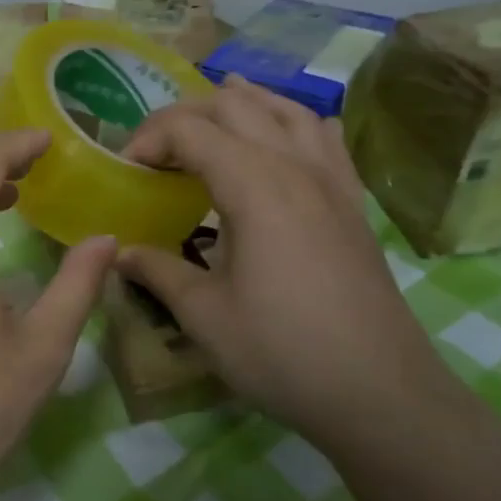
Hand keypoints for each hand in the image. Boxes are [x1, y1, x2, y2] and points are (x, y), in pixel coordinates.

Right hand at [116, 77, 461, 446]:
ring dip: (242, 104)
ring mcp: (331, 181)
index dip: (148, 138)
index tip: (125, 171)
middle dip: (185, 115)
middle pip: (234, 105)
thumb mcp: (204, 316)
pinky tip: (282, 140)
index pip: (189, 129)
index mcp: (254, 186)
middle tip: (156, 151)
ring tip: (211, 119)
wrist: (382, 396)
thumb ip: (157, 271)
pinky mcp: (353, 203)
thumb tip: (119, 252)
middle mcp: (294, 167)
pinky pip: (325, 137)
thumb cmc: (283, 353)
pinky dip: (294, 122)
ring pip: (286, 109)